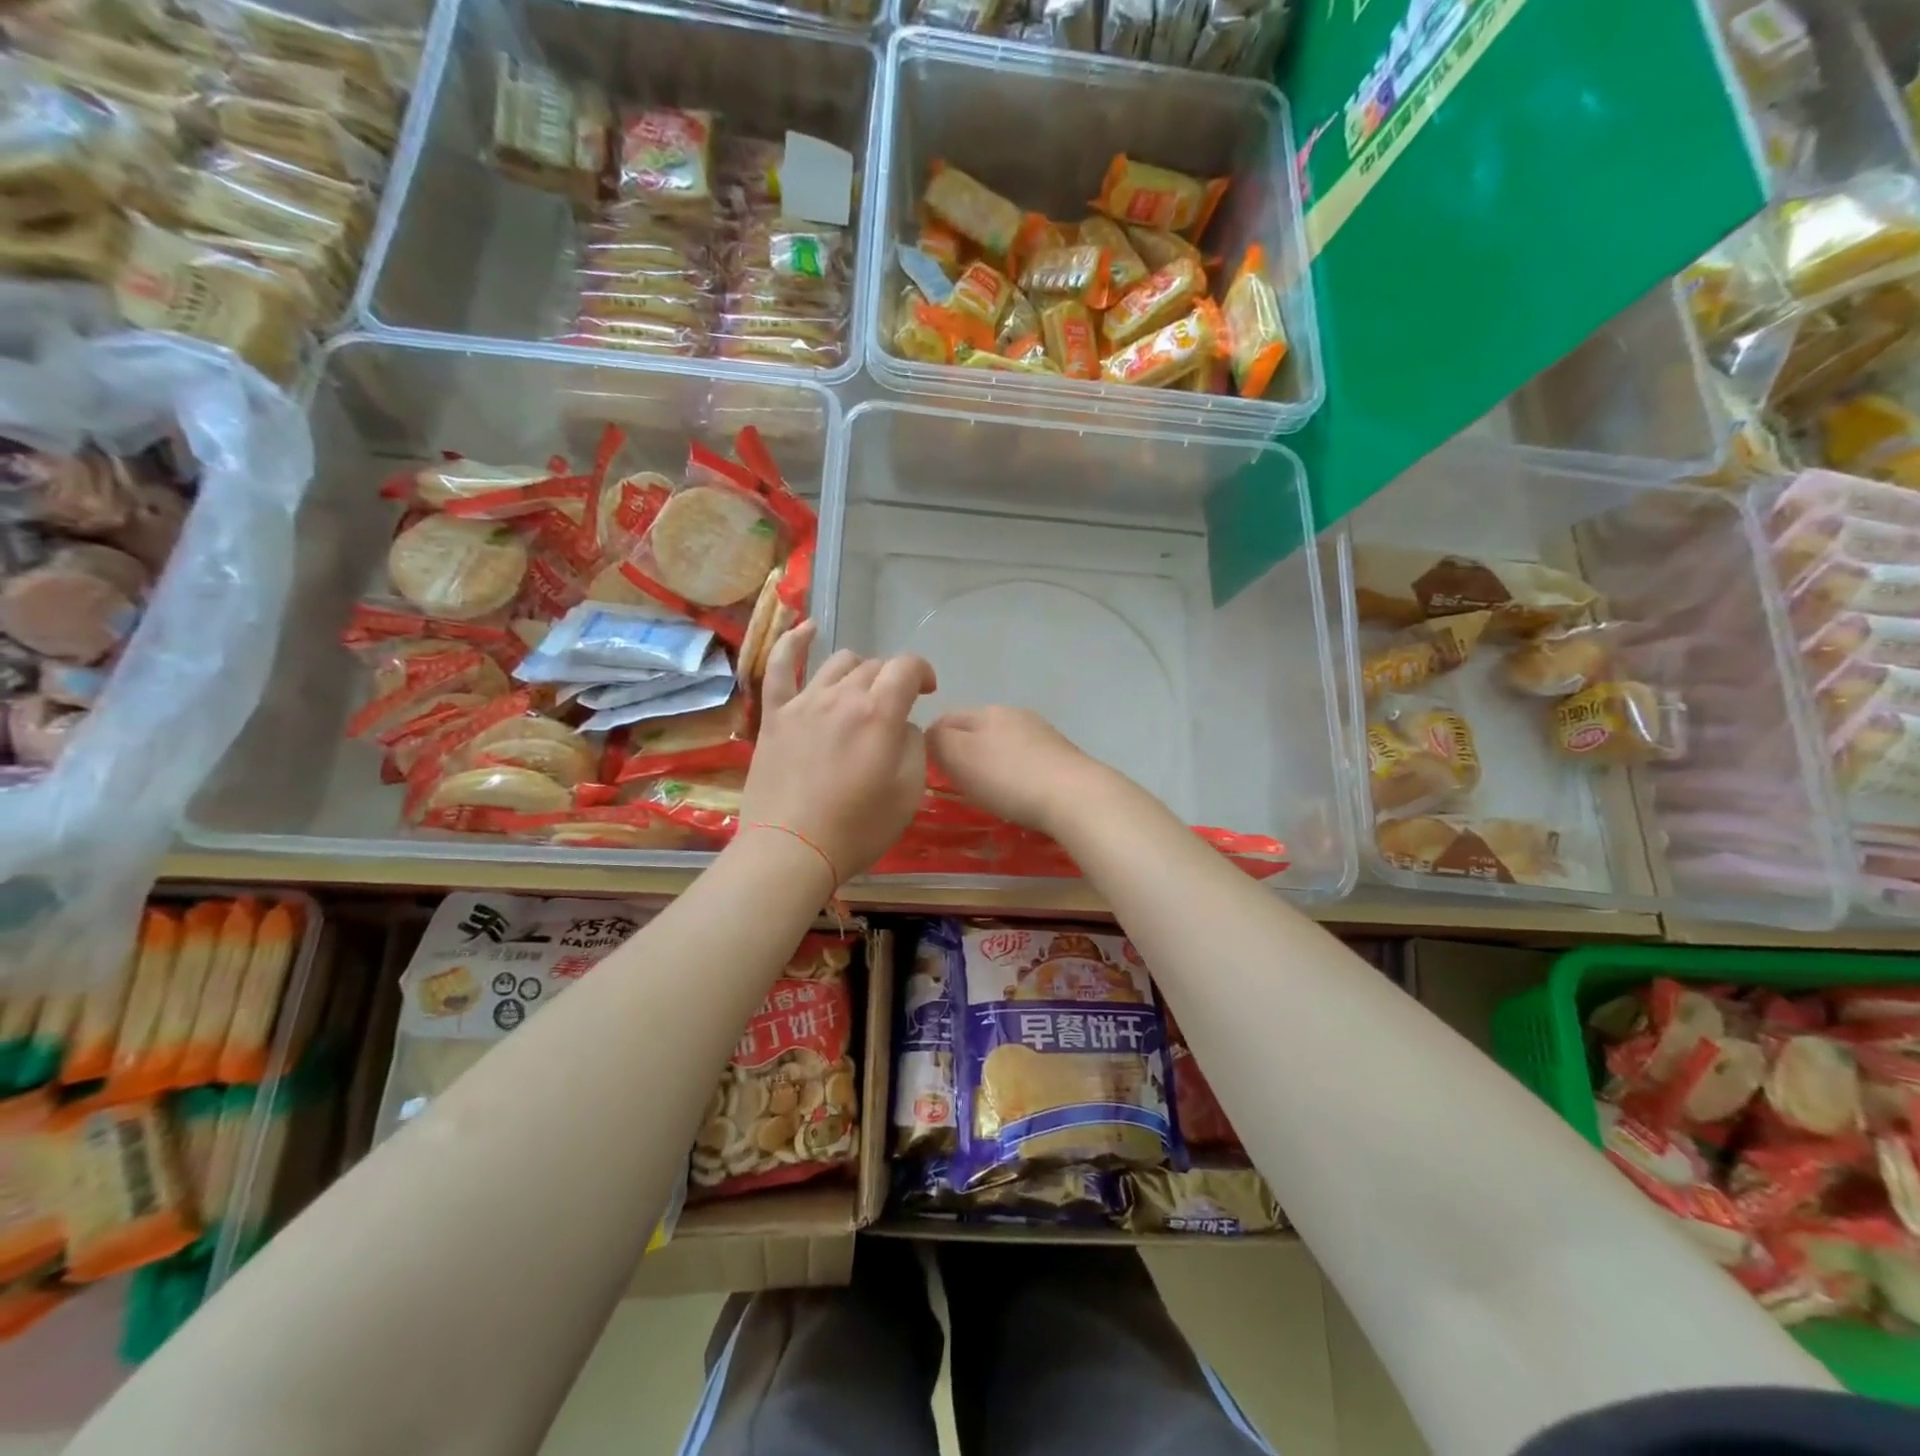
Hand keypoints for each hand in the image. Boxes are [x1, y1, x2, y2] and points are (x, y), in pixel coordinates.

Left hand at [740, 621, 935, 880]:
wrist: (792, 851)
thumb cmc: (858, 828)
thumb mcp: (909, 792)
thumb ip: (912, 745)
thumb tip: (900, 725)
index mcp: (879, 713)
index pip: (906, 667)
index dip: (922, 672)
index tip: (928, 691)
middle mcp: (841, 696)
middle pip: (874, 666)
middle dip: (892, 680)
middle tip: (896, 706)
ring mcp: (803, 702)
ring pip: (837, 663)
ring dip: (858, 670)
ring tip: (862, 690)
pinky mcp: (775, 716)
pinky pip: (780, 667)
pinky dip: (793, 643)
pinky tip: (806, 629)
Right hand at [926, 706, 1112, 836]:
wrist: (1075, 796)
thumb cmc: (1008, 778)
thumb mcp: (958, 756)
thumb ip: (936, 741)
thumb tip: (930, 736)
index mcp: (986, 711)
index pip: (946, 717)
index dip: (931, 741)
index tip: (928, 770)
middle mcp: (1015, 714)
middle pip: (977, 729)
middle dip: (962, 751)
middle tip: (955, 783)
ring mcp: (1043, 734)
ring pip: (1004, 744)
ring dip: (992, 762)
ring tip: (988, 790)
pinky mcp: (1063, 756)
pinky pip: (1027, 760)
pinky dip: (1016, 773)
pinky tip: (1019, 793)